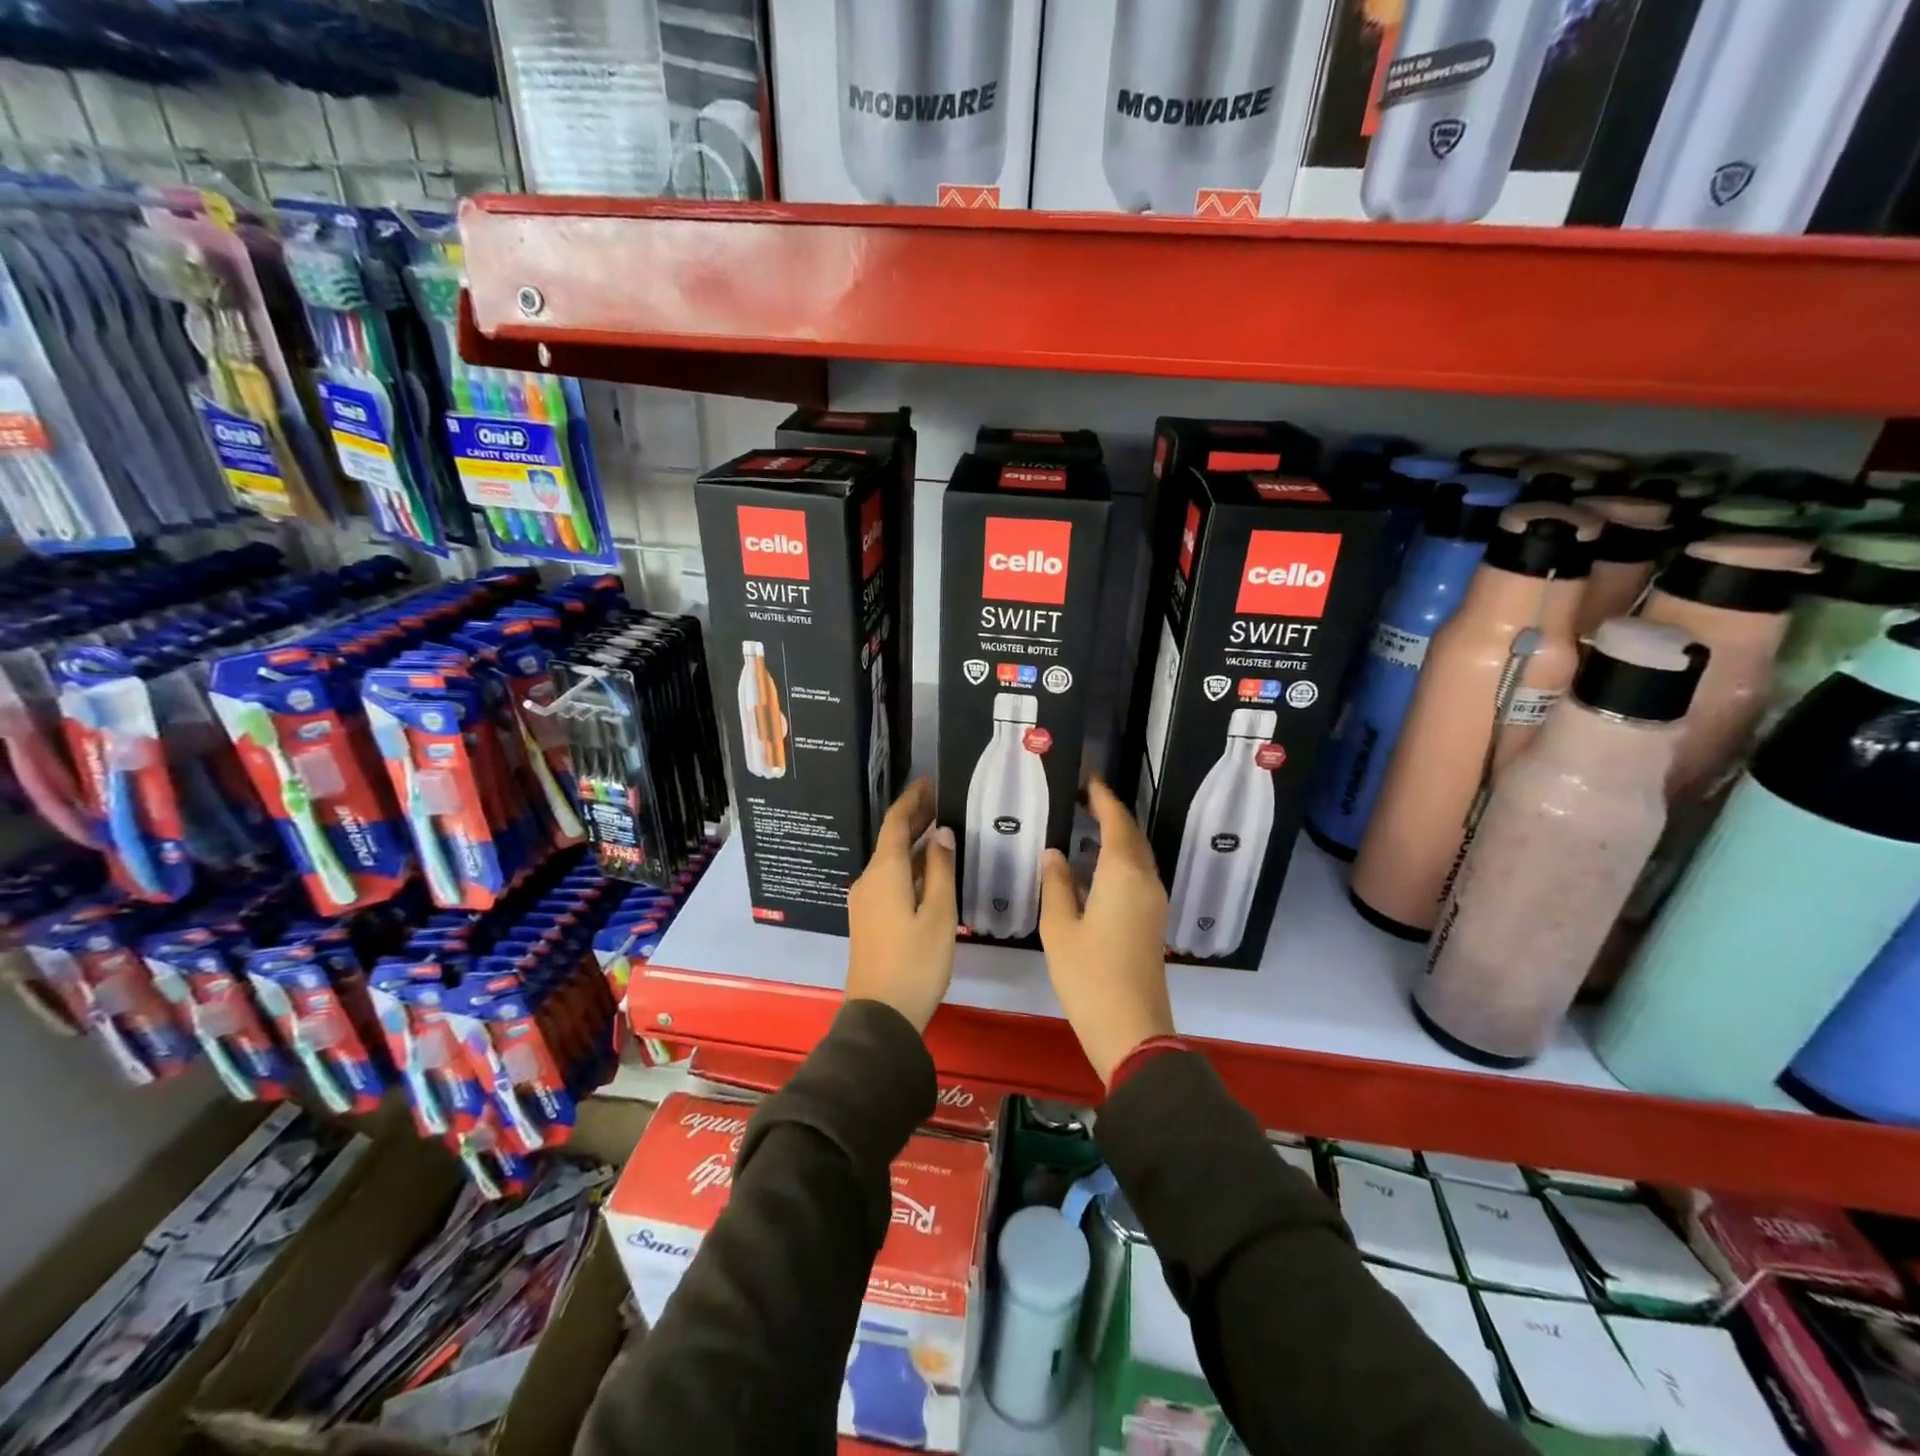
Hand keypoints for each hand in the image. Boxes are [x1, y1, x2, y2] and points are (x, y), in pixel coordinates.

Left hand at [846, 778, 956, 1031]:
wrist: (881, 1016)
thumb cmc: (916, 962)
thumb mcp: (939, 914)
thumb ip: (940, 870)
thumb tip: (941, 833)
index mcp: (884, 873)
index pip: (895, 823)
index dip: (912, 800)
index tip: (929, 781)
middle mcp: (869, 880)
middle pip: (891, 840)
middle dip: (914, 819)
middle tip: (941, 801)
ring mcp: (866, 901)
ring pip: (891, 862)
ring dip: (914, 844)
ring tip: (942, 831)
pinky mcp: (869, 920)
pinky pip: (890, 881)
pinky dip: (910, 867)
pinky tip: (930, 871)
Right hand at [1039, 778, 1174, 1083]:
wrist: (1131, 1028)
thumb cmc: (1088, 975)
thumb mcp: (1059, 928)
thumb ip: (1056, 884)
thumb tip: (1055, 853)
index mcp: (1123, 875)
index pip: (1116, 821)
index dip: (1102, 797)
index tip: (1087, 776)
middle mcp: (1146, 881)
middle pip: (1132, 835)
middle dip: (1111, 812)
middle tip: (1083, 796)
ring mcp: (1154, 902)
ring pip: (1138, 855)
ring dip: (1117, 835)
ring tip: (1086, 823)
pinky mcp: (1153, 920)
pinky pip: (1139, 874)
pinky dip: (1120, 859)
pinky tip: (1095, 867)